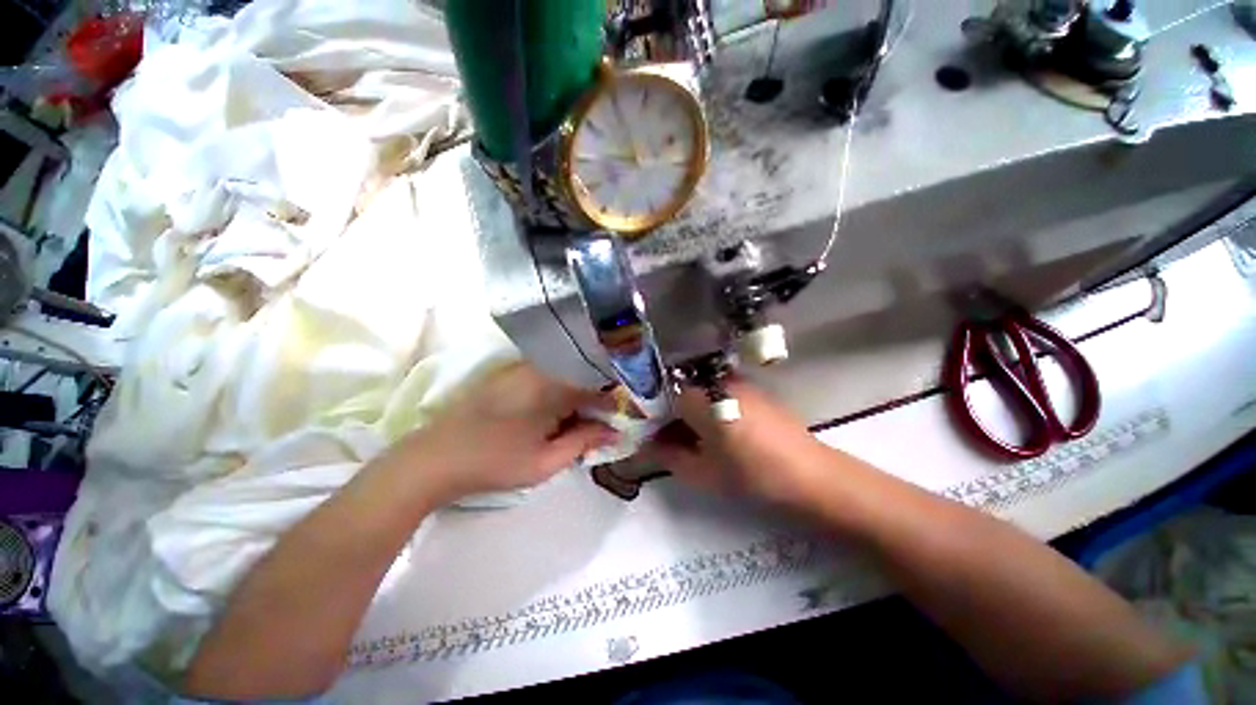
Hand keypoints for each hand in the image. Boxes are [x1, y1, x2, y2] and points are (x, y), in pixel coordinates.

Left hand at [387, 363, 617, 506]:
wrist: (432, 458)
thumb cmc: (494, 463)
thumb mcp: (546, 461)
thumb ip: (584, 441)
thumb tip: (615, 431)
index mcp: (552, 385)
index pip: (598, 385)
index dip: (614, 402)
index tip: (621, 419)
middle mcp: (540, 367)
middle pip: (582, 375)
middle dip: (596, 398)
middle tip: (600, 424)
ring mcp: (521, 367)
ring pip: (565, 375)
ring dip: (577, 395)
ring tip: (577, 421)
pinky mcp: (508, 373)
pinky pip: (546, 376)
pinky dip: (558, 392)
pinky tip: (554, 414)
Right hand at [645, 378, 831, 506]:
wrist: (810, 474)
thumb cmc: (751, 474)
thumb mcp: (702, 472)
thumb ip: (668, 456)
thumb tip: (647, 446)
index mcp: (700, 398)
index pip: (662, 396)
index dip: (654, 416)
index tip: (652, 435)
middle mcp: (716, 381)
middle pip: (681, 391)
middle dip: (671, 414)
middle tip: (671, 440)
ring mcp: (738, 382)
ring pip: (700, 391)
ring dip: (691, 411)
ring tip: (695, 438)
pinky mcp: (754, 389)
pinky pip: (720, 392)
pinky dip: (711, 407)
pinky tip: (719, 431)